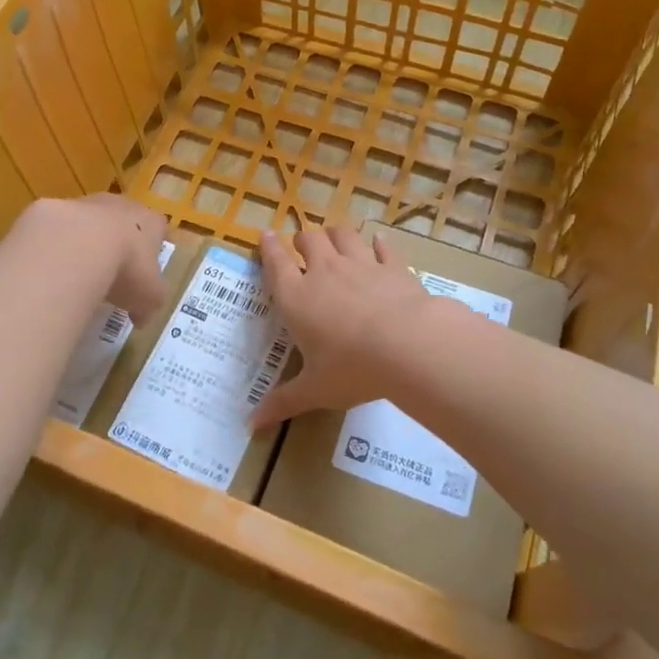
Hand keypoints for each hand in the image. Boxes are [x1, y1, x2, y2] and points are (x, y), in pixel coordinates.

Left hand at [17, 194, 168, 321]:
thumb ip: (148, 306)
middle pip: (123, 221)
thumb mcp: (149, 297)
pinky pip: (59, 229)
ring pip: (89, 221)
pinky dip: (56, 245)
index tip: (145, 269)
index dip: (153, 248)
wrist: (77, 246)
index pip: (158, 229)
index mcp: (150, 222)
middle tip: (111, 271)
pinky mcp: (54, 208)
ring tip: (78, 272)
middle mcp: (122, 206)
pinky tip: (52, 267)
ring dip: (85, 241)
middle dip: (119, 242)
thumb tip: (140, 317)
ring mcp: (87, 203)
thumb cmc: (127, 268)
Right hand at [250, 226, 435, 429]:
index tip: (266, 235)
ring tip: (333, 237)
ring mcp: (361, 264)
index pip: (276, 264)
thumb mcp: (314, 390)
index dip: (269, 248)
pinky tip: (378, 241)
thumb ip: (283, 402)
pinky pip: (383, 247)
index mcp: (297, 297)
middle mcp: (325, 272)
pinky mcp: (393, 266)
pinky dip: (378, 243)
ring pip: (343, 235)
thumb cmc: (352, 368)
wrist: (407, 345)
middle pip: (309, 240)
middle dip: (302, 240)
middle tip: (302, 246)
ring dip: (335, 234)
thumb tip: (251, 425)